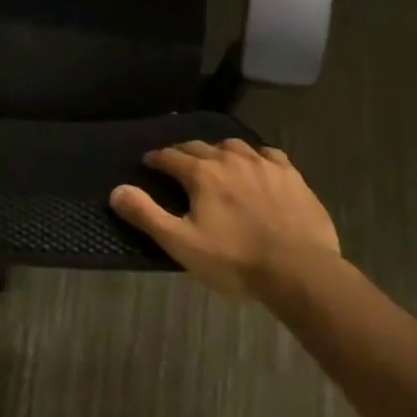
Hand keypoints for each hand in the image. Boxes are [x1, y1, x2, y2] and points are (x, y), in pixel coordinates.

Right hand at [109, 139, 340, 298]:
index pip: (170, 156)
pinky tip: (256, 165)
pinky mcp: (291, 175)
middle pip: (200, 146)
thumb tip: (116, 190)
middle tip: (176, 163)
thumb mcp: (182, 244)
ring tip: (215, 162)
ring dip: (218, 151)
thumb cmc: (235, 260)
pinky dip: (255, 156)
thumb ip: (146, 215)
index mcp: (202, 174)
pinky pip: (268, 154)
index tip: (148, 163)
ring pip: (233, 145)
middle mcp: (230, 159)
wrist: (300, 271)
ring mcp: (263, 164)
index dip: (156, 159)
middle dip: (183, 152)